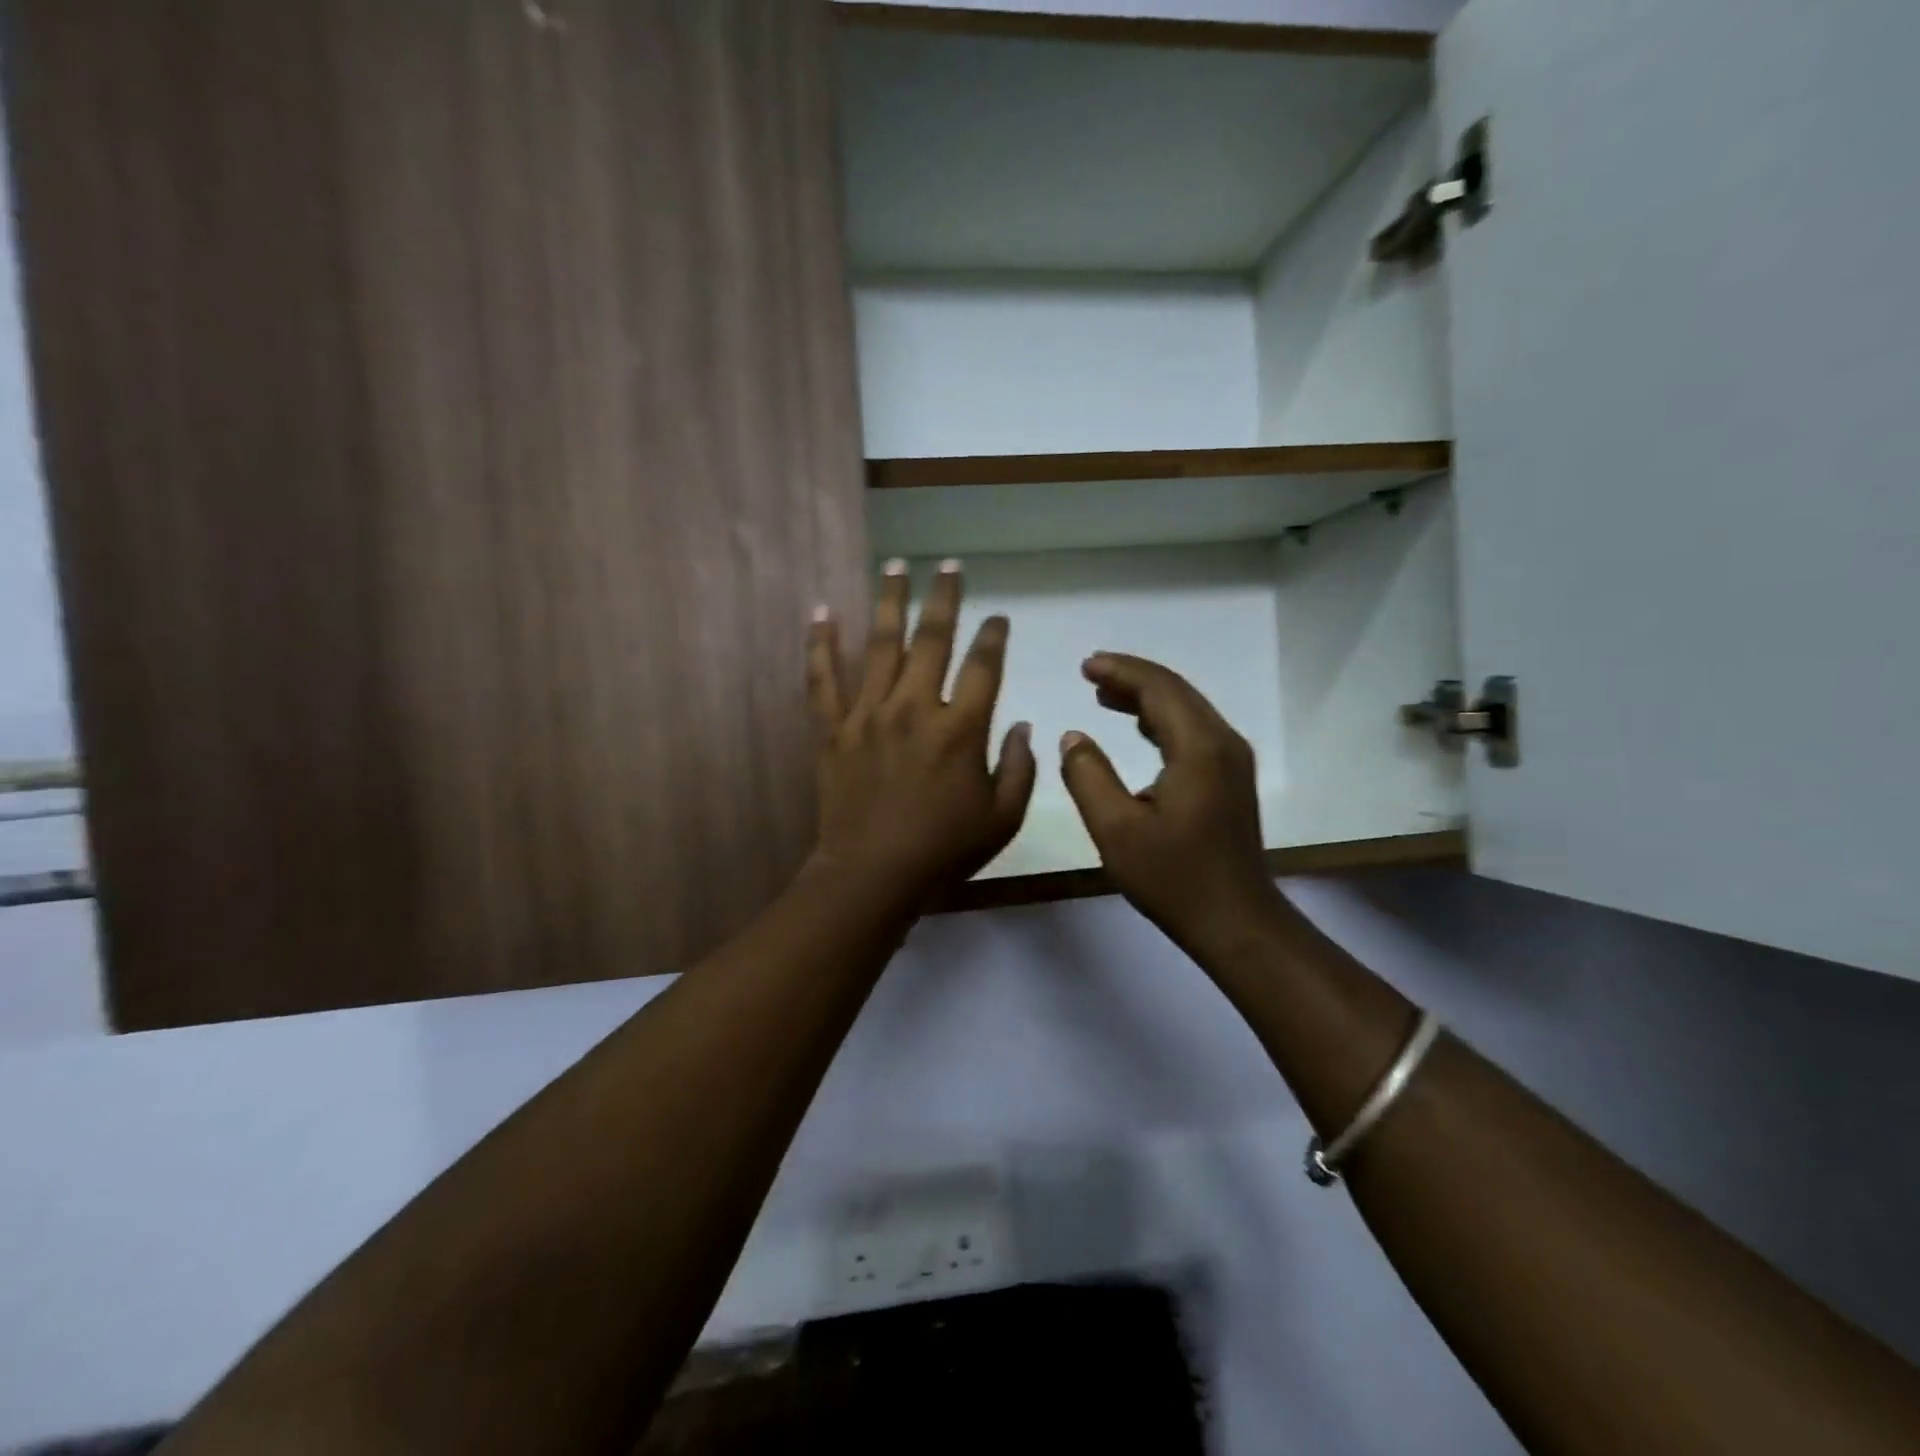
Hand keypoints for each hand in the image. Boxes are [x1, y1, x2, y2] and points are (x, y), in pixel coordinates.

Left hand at [806, 560, 1035, 902]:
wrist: (872, 874)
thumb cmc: (943, 850)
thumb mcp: (1002, 818)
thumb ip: (1020, 768)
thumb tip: (1025, 726)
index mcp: (960, 728)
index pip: (983, 666)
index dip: (993, 637)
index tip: (998, 617)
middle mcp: (915, 707)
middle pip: (933, 639)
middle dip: (944, 597)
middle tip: (948, 565)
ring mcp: (869, 713)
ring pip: (880, 644)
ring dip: (889, 601)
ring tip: (894, 565)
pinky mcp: (834, 728)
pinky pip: (824, 678)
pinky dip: (820, 644)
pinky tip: (822, 611)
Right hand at [1060, 654, 1286, 959]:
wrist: (1235, 921)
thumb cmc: (1173, 877)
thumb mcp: (1115, 829)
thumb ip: (1088, 776)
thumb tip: (1073, 738)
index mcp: (1198, 748)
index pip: (1158, 689)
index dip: (1120, 671)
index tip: (1085, 665)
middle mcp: (1223, 743)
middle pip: (1176, 691)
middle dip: (1132, 677)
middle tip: (1090, 672)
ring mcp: (1232, 761)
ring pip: (1187, 710)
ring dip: (1147, 698)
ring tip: (1104, 695)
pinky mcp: (1231, 779)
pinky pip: (1194, 731)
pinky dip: (1162, 720)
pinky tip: (1139, 728)